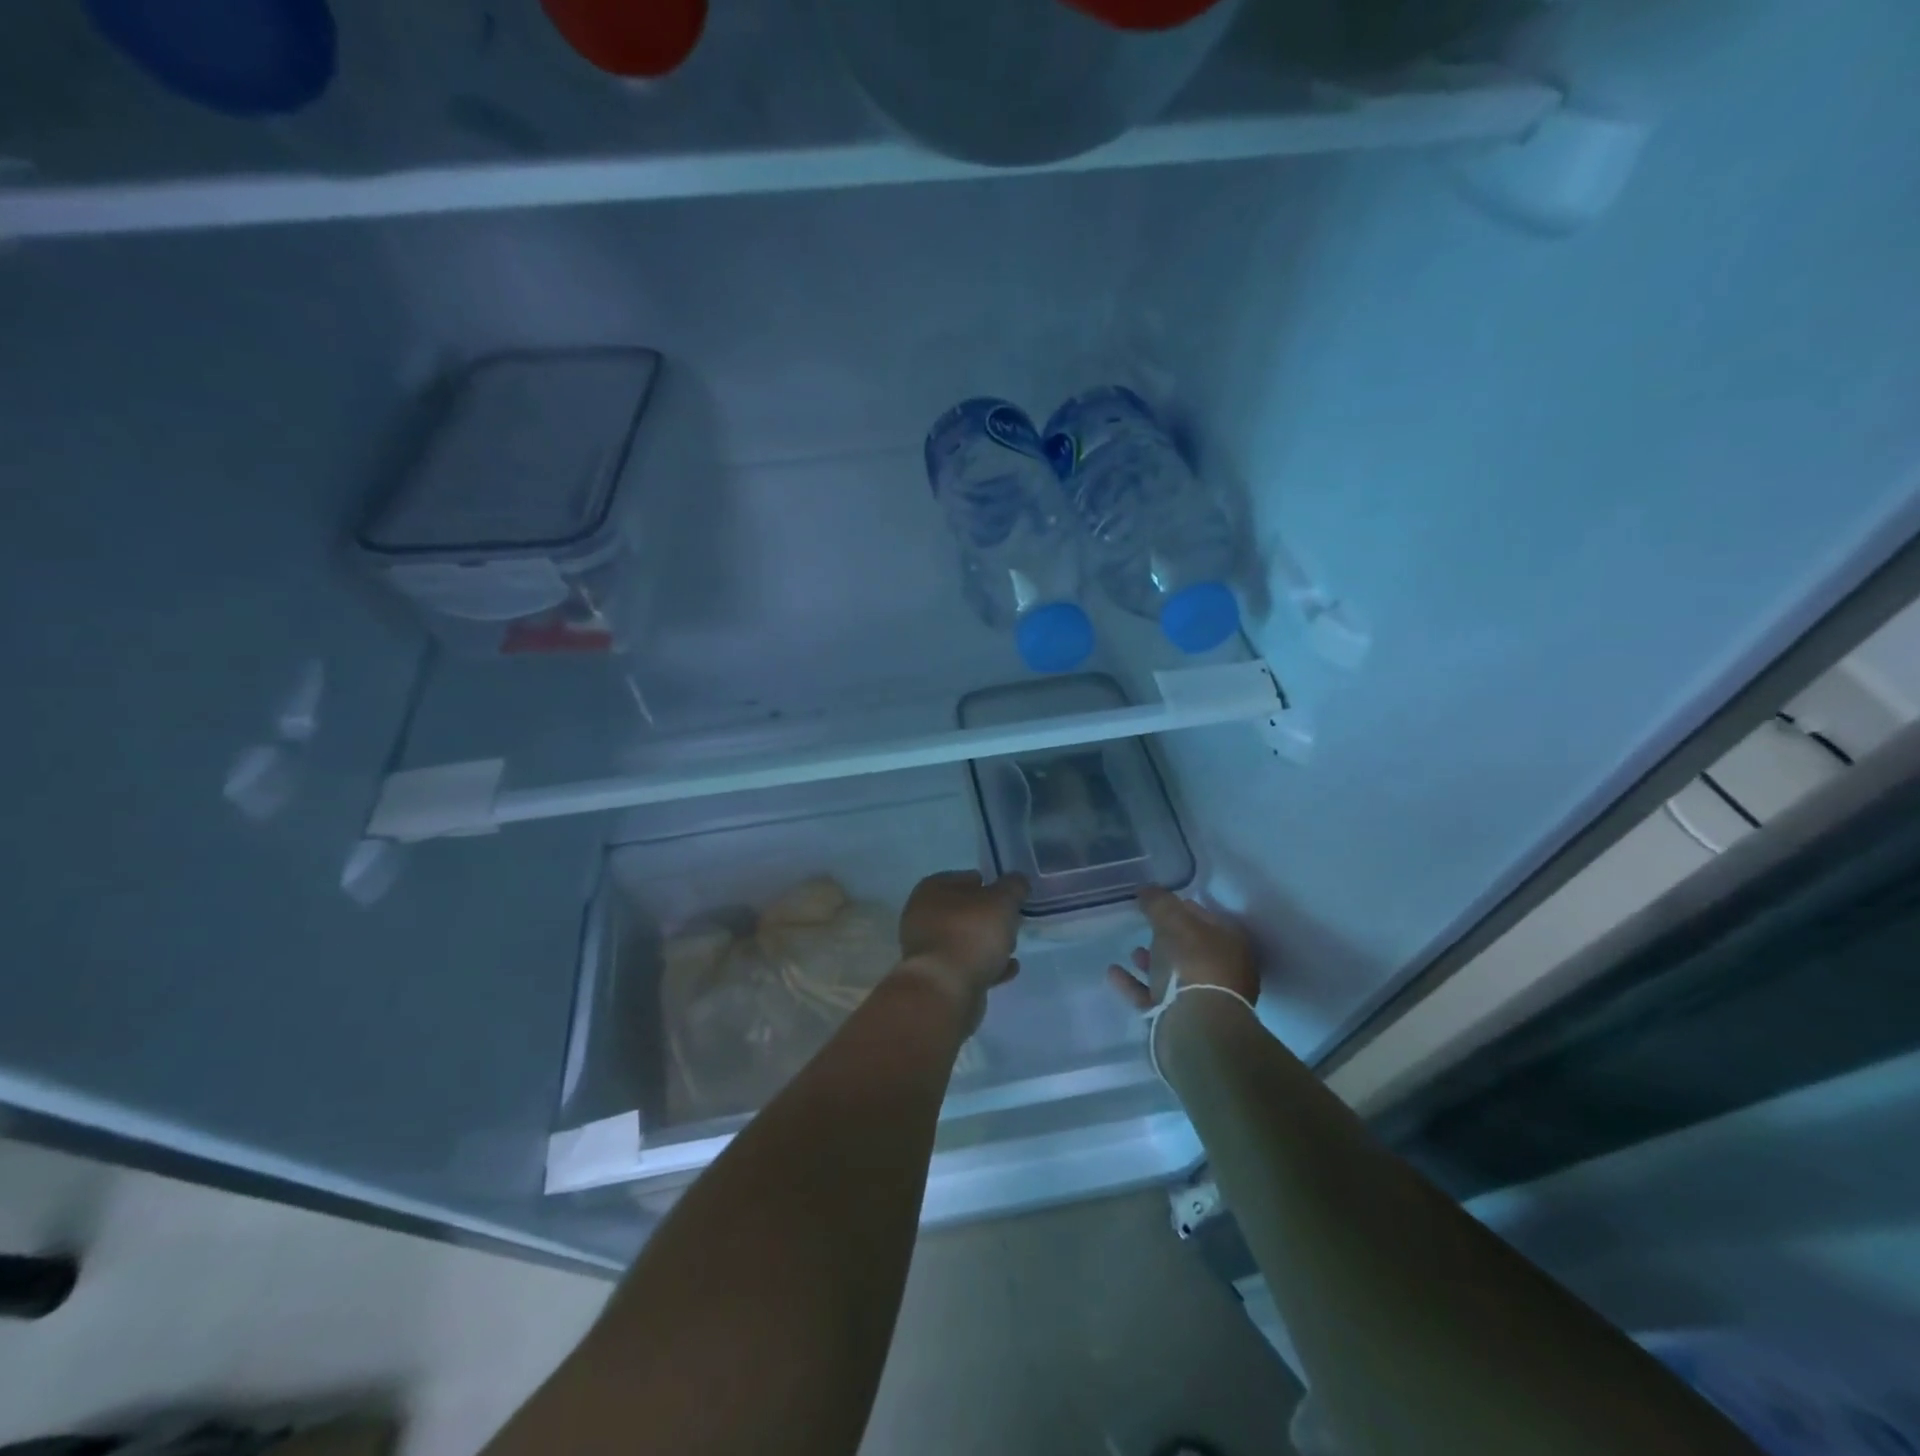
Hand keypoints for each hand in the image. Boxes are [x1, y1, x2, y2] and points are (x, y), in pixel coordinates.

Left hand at [895, 870, 1029, 1029]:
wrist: (945, 989)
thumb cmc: (971, 933)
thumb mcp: (1002, 900)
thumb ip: (1013, 886)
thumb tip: (1017, 881)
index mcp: (932, 890)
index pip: (963, 878)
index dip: (987, 884)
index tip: (1007, 895)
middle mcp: (923, 916)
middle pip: (963, 911)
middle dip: (988, 917)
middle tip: (1011, 921)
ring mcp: (927, 949)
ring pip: (964, 940)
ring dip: (987, 943)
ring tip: (1012, 947)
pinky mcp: (937, 977)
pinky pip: (966, 966)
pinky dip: (986, 966)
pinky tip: (1009, 969)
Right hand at [1107, 887, 1259, 1011]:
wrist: (1195, 1029)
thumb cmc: (1192, 965)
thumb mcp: (1173, 922)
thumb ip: (1159, 903)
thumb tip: (1147, 890)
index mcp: (1230, 944)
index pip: (1206, 917)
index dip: (1182, 906)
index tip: (1158, 901)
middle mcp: (1223, 972)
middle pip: (1191, 948)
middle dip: (1168, 937)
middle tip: (1145, 925)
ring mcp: (1202, 999)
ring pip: (1174, 975)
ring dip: (1152, 962)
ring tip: (1131, 951)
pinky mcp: (1180, 1021)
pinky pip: (1153, 996)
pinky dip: (1134, 984)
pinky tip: (1113, 972)